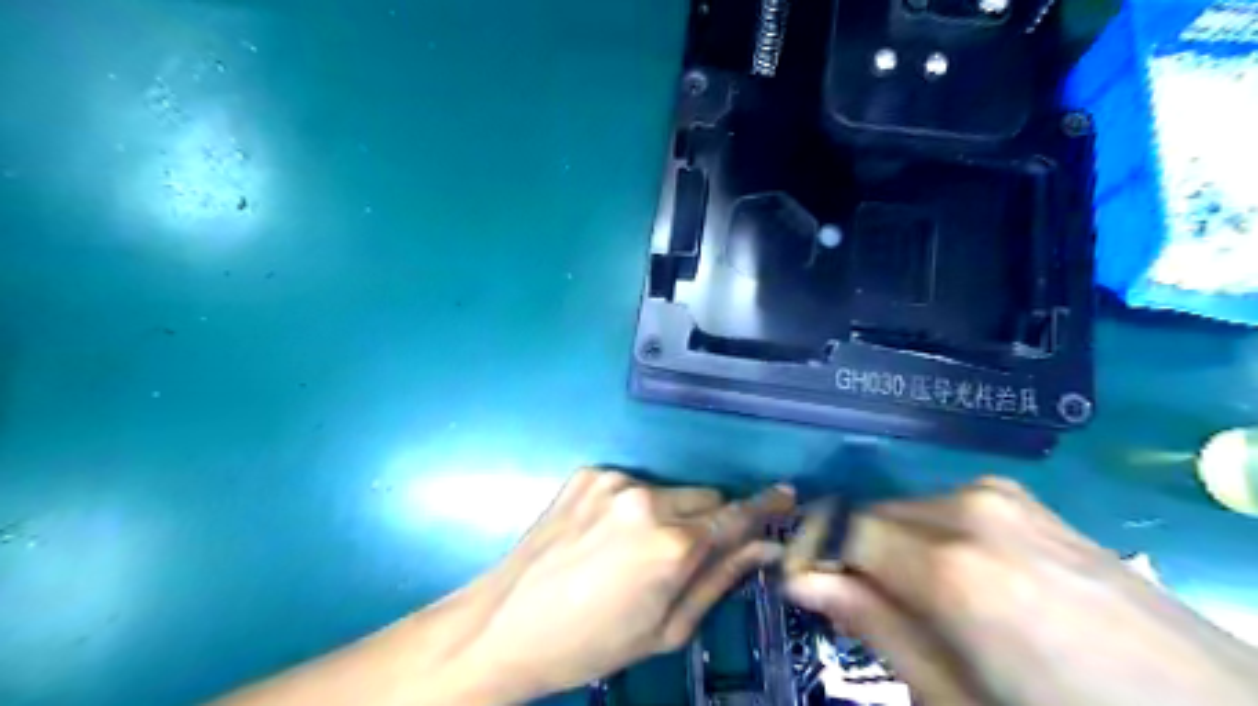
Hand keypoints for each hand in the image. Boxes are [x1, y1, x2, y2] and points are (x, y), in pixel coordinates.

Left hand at [458, 469, 788, 701]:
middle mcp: (646, 499)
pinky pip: (631, 484)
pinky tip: (605, 535)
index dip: (765, 507)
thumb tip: (763, 549)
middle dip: (706, 521)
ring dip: (668, 512)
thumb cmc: (592, 642)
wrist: (507, 623)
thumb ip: (719, 580)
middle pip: (704, 497)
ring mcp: (613, 481)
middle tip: (682, 555)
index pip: (735, 515)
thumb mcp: (666, 628)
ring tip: (633, 549)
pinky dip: (632, 505)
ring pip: (669, 489)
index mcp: (671, 544)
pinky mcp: (588, 473)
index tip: (786, 495)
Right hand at [784, 478, 1257, 701]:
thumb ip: (877, 627)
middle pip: (871, 515)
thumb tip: (803, 580)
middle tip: (857, 608)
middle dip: (851, 553)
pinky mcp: (1027, 501)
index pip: (841, 529)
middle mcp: (969, 510)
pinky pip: (945, 508)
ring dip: (889, 546)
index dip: (813, 553)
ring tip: (911, 602)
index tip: (802, 587)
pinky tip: (957, 581)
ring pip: (905, 510)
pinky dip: (927, 537)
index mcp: (951, 565)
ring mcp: (1003, 498)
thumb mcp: (958, 701)